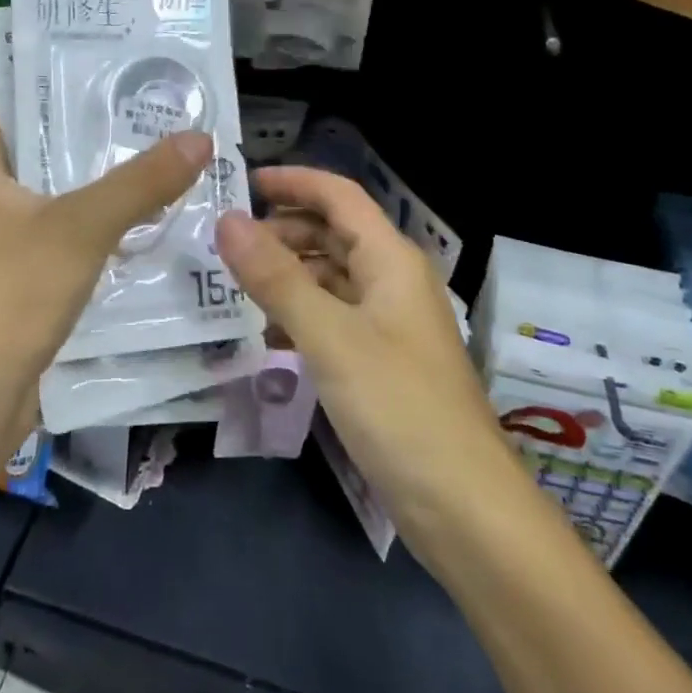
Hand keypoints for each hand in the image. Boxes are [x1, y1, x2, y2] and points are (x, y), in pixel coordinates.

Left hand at [0, 92, 211, 412]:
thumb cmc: (9, 294)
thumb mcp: (81, 227)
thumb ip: (141, 182)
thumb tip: (200, 138)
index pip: (0, 99)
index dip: (43, 78)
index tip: (99, 67)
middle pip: (33, 146)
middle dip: (85, 130)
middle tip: (143, 109)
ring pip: (50, 194)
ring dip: (94, 180)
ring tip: (152, 154)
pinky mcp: (12, 280)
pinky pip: (57, 234)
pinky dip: (91, 223)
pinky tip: (138, 219)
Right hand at [216, 167, 517, 545]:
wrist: (465, 510)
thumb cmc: (399, 408)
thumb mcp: (330, 338)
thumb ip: (276, 278)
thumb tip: (226, 221)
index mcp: (390, 259)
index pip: (338, 196)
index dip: (292, 182)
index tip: (240, 183)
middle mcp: (392, 281)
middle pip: (333, 234)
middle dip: (283, 230)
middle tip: (227, 244)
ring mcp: (388, 324)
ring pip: (331, 279)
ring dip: (287, 275)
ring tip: (235, 287)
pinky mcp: (381, 363)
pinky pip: (333, 319)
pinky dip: (299, 316)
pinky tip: (266, 337)